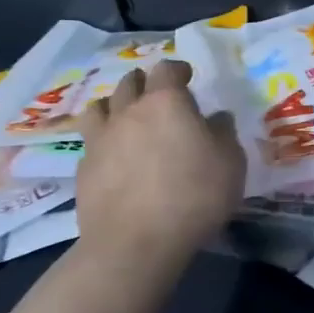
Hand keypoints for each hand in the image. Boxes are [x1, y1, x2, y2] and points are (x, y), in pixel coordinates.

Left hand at [75, 60, 245, 266]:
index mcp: (166, 102)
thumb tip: (216, 118)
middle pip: (129, 82)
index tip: (186, 75)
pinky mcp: (83, 169)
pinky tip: (111, 155)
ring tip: (123, 116)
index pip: (166, 70)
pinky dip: (101, 140)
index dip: (177, 69)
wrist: (135, 243)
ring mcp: (100, 139)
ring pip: (99, 106)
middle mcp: (128, 111)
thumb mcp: (230, 164)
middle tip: (155, 92)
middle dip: (143, 82)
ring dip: (113, 105)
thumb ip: (224, 134)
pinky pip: (90, 142)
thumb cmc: (193, 196)